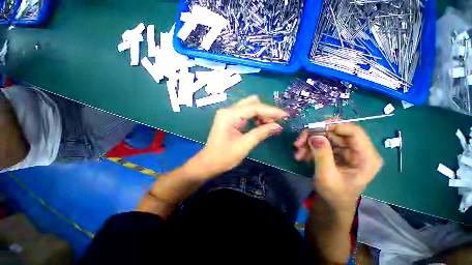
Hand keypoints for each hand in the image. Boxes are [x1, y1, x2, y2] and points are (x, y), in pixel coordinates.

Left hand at [186, 95, 287, 179]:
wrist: (208, 163)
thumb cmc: (224, 157)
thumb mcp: (244, 146)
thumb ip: (261, 133)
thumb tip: (278, 126)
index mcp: (229, 115)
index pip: (254, 108)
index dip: (271, 111)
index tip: (285, 116)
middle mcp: (228, 110)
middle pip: (252, 103)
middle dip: (266, 112)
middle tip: (275, 123)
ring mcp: (228, 114)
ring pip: (250, 107)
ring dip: (261, 114)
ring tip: (269, 126)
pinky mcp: (230, 118)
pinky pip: (246, 113)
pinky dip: (255, 117)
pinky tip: (260, 125)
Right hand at [294, 123, 381, 210]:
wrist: (332, 204)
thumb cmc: (334, 195)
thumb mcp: (327, 176)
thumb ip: (322, 155)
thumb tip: (315, 136)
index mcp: (366, 157)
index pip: (354, 131)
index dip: (334, 126)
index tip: (313, 128)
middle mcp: (358, 150)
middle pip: (336, 133)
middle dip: (314, 135)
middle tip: (298, 142)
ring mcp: (346, 151)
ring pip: (326, 137)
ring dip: (309, 142)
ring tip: (297, 151)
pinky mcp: (336, 153)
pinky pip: (322, 144)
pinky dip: (310, 148)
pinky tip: (301, 156)